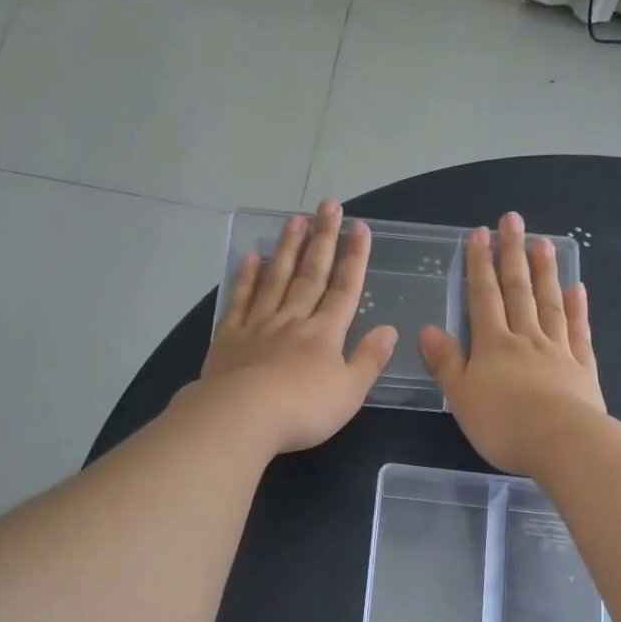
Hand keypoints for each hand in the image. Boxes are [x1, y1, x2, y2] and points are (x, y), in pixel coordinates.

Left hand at [198, 200, 396, 453]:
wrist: (242, 416)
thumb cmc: (303, 409)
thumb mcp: (350, 391)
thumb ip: (370, 360)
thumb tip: (390, 330)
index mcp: (325, 334)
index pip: (344, 290)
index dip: (354, 259)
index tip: (360, 228)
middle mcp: (293, 320)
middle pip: (311, 274)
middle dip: (323, 239)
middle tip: (328, 205)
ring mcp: (259, 325)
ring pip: (275, 278)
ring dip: (287, 248)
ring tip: (295, 219)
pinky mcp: (230, 337)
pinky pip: (241, 300)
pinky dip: (247, 277)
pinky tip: (252, 258)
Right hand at [420, 212, 604, 474]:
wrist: (561, 442)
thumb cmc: (502, 423)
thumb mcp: (461, 396)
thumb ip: (447, 362)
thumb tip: (428, 329)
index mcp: (493, 345)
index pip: (483, 297)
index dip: (480, 265)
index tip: (479, 234)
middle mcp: (526, 338)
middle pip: (518, 290)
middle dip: (512, 255)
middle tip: (513, 220)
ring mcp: (558, 350)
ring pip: (550, 303)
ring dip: (545, 272)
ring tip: (543, 243)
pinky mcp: (583, 368)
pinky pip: (579, 331)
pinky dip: (578, 309)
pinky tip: (578, 289)